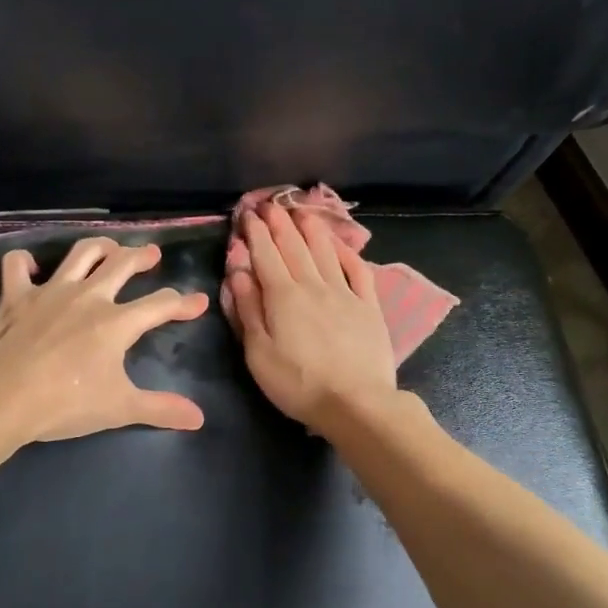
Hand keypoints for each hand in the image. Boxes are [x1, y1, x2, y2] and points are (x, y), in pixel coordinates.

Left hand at [0, 236, 210, 444]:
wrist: (1, 396)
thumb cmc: (64, 403)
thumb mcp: (119, 409)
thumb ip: (160, 409)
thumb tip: (199, 418)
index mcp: (117, 322)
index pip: (160, 305)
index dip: (183, 303)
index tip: (198, 301)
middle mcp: (88, 296)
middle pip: (123, 264)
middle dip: (142, 256)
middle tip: (152, 254)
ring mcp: (50, 291)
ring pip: (80, 253)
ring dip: (99, 246)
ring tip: (109, 247)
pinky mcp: (15, 295)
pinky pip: (17, 265)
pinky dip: (24, 261)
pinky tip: (31, 265)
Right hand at [226, 204, 398, 433]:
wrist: (356, 404)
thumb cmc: (299, 384)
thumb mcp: (259, 353)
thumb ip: (249, 309)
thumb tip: (238, 272)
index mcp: (283, 296)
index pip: (266, 254)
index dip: (255, 232)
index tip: (248, 214)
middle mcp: (314, 285)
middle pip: (295, 246)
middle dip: (280, 222)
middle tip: (270, 204)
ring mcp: (345, 293)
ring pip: (325, 251)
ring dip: (311, 228)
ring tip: (302, 210)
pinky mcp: (369, 306)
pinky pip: (358, 269)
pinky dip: (347, 252)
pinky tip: (339, 243)